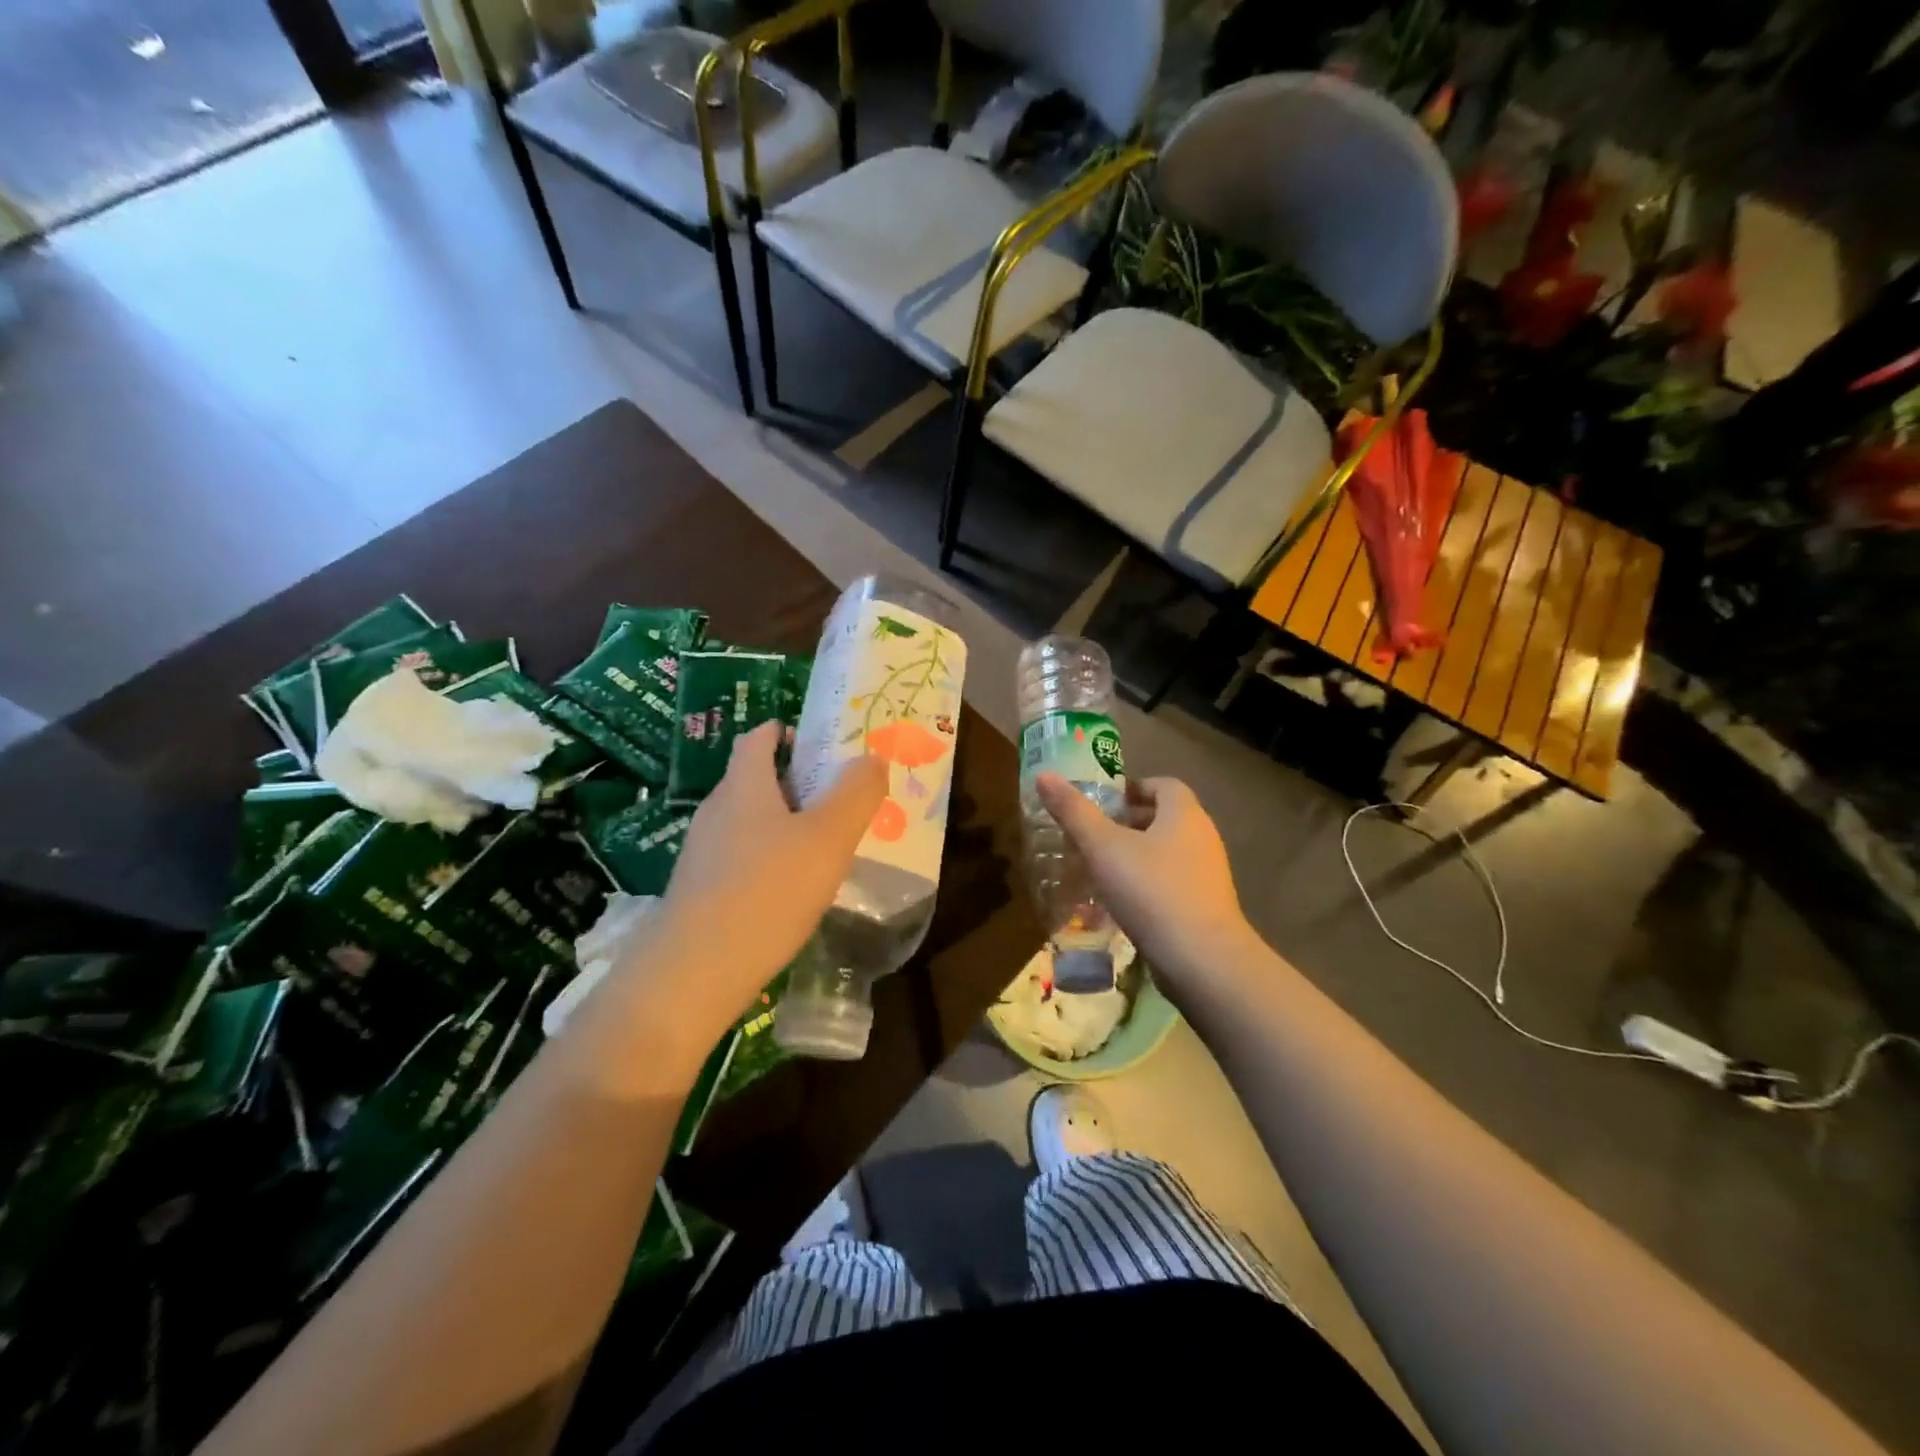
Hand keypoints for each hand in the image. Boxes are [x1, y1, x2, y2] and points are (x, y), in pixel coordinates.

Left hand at [630, 723, 886, 1040]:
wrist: (695, 973)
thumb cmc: (767, 890)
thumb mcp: (828, 837)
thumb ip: (856, 793)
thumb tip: (871, 757)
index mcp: (743, 785)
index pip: (758, 737)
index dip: (788, 731)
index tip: (823, 745)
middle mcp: (717, 810)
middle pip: (756, 779)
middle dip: (797, 782)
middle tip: (840, 800)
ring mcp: (703, 853)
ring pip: (750, 822)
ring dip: (786, 825)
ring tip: (824, 847)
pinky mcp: (700, 891)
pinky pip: (741, 858)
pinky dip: (769, 860)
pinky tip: (793, 891)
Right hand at [1034, 773, 1254, 989]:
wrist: (1202, 960)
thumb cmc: (1151, 891)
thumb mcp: (1103, 847)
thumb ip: (1074, 811)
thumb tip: (1045, 776)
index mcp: (1184, 813)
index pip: (1162, 785)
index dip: (1132, 789)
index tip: (1103, 804)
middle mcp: (1203, 837)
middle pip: (1165, 818)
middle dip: (1129, 823)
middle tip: (1094, 836)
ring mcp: (1209, 874)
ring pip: (1168, 852)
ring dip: (1137, 856)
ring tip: (1102, 870)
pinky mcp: (1207, 907)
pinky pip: (1173, 882)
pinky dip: (1148, 884)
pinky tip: (1124, 904)